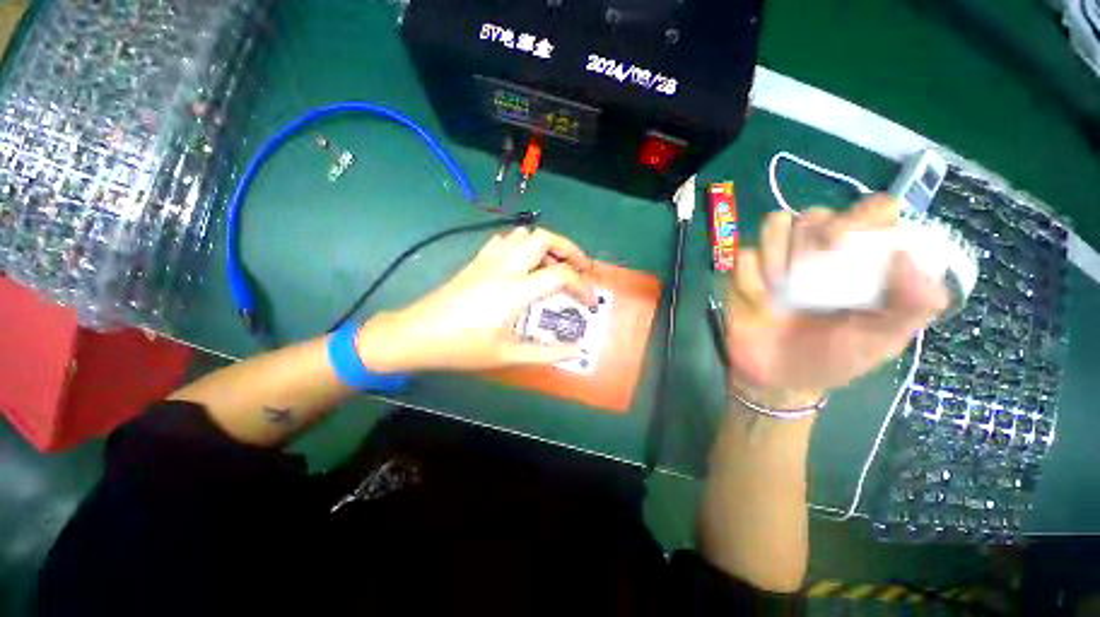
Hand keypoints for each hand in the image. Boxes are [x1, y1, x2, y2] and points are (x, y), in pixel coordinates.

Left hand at [355, 227, 596, 372]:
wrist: (416, 335)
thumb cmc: (462, 348)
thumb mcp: (508, 355)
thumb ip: (546, 353)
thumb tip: (577, 350)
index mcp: (515, 291)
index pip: (561, 274)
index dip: (583, 286)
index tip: (590, 303)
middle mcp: (505, 267)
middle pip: (545, 238)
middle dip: (571, 249)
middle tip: (581, 269)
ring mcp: (489, 260)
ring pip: (525, 234)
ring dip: (547, 245)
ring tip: (556, 265)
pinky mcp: (477, 260)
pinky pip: (505, 240)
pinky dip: (523, 245)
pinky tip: (525, 264)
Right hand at [725, 196, 948, 408]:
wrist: (777, 379)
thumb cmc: (834, 358)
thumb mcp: (883, 340)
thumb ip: (913, 304)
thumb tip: (907, 255)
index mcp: (862, 259)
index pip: (871, 210)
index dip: (863, 218)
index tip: (849, 246)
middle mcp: (819, 251)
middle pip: (815, 214)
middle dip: (813, 241)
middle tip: (812, 275)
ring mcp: (777, 259)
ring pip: (775, 224)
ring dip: (778, 256)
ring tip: (781, 292)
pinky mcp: (743, 272)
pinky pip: (744, 255)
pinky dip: (751, 277)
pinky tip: (759, 302)